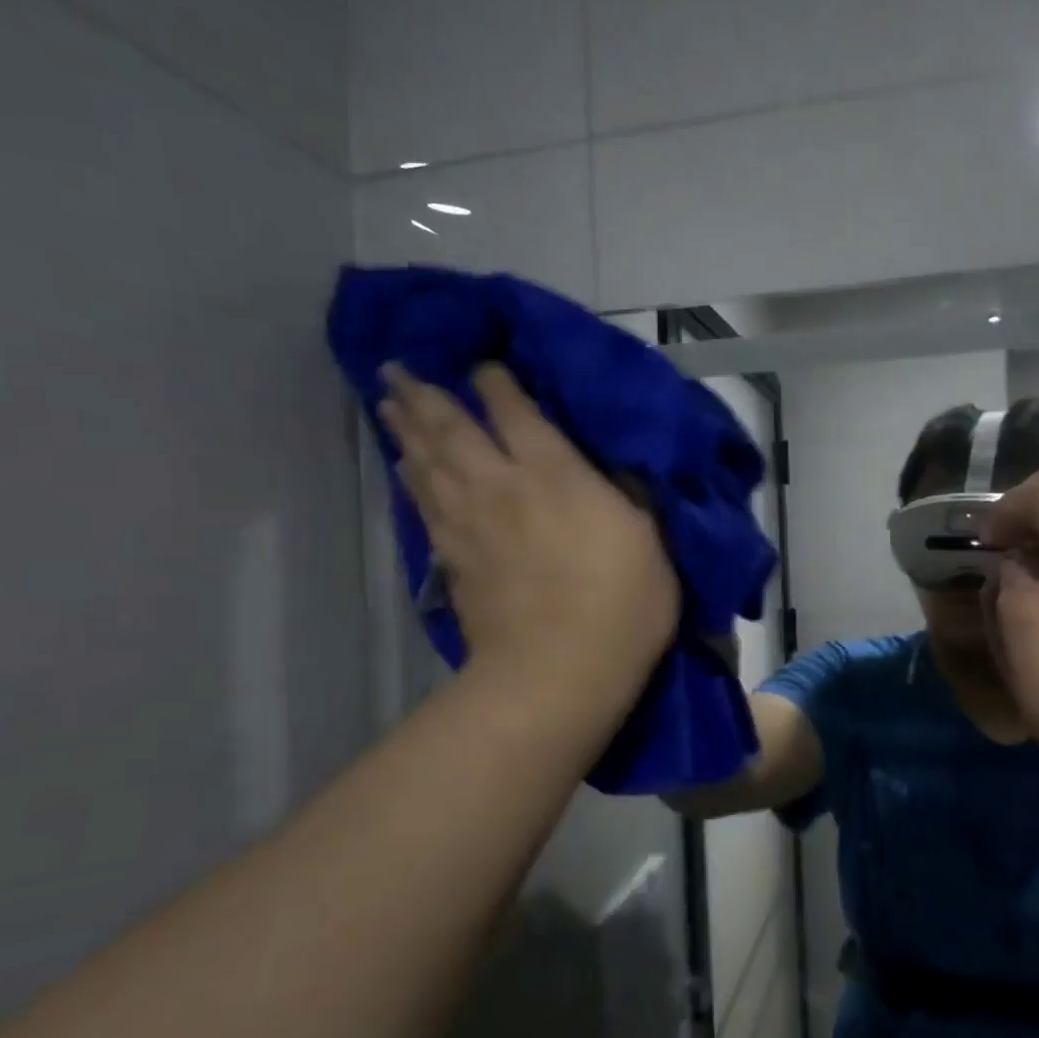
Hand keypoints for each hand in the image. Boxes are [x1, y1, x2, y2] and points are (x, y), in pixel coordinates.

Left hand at [378, 363, 680, 709]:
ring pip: (427, 463)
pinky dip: (410, 481)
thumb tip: (609, 468)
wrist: (558, 672)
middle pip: (452, 428)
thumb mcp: (649, 539)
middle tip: (396, 368)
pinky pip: (424, 506)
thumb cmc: (621, 604)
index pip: (514, 410)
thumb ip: (627, 494)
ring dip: (406, 430)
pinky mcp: (452, 561)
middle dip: (425, 394)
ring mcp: (469, 524)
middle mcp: (501, 485)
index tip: (482, 365)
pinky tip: (404, 469)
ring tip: (389, 404)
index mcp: (553, 472)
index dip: (495, 382)